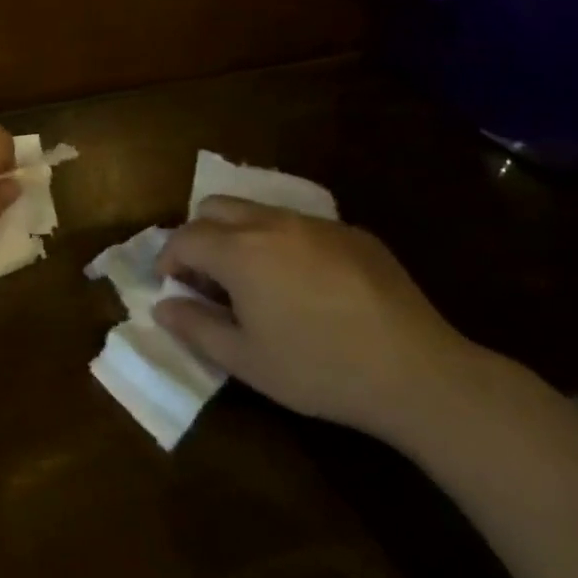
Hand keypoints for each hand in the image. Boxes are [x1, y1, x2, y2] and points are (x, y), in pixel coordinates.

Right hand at [154, 198, 485, 444]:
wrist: (415, 370)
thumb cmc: (318, 369)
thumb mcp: (246, 360)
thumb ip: (196, 327)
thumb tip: (163, 305)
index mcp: (239, 251)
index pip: (185, 237)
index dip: (168, 258)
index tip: (170, 283)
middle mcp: (272, 223)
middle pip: (216, 207)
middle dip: (199, 234)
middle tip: (208, 276)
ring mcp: (316, 223)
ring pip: (260, 211)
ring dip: (241, 234)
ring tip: (255, 279)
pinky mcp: (353, 232)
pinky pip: (302, 225)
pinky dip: (285, 243)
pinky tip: (308, 285)